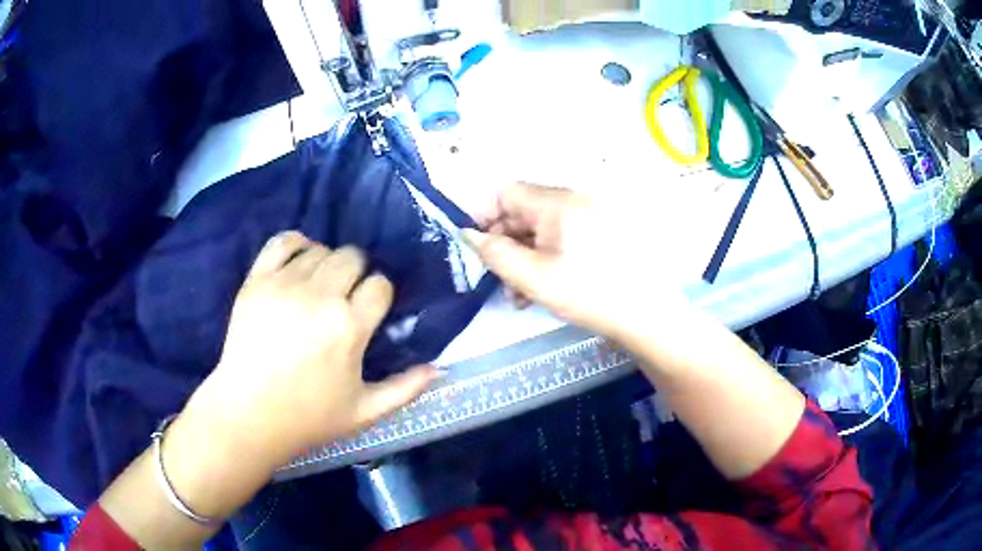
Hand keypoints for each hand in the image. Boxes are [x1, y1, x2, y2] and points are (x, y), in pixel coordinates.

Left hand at [182, 231, 436, 466]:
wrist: (248, 414)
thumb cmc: (309, 417)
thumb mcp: (365, 412)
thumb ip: (405, 389)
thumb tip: (439, 370)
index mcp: (349, 327)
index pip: (380, 285)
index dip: (380, 295)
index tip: (371, 310)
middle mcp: (319, 296)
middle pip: (352, 257)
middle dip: (357, 273)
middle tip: (346, 297)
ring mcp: (284, 285)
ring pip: (320, 249)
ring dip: (327, 263)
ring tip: (320, 286)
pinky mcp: (256, 281)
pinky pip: (282, 242)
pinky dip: (296, 244)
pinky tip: (300, 260)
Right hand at [463, 183, 689, 341]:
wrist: (645, 314)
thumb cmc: (588, 293)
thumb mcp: (533, 278)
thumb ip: (495, 254)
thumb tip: (468, 234)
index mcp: (558, 203)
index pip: (507, 193)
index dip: (487, 217)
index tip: (482, 250)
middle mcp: (574, 199)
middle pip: (524, 211)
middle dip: (506, 244)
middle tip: (502, 281)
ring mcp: (590, 214)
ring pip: (542, 228)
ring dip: (525, 255)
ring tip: (521, 293)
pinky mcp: (600, 231)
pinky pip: (562, 235)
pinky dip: (547, 255)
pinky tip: (543, 285)